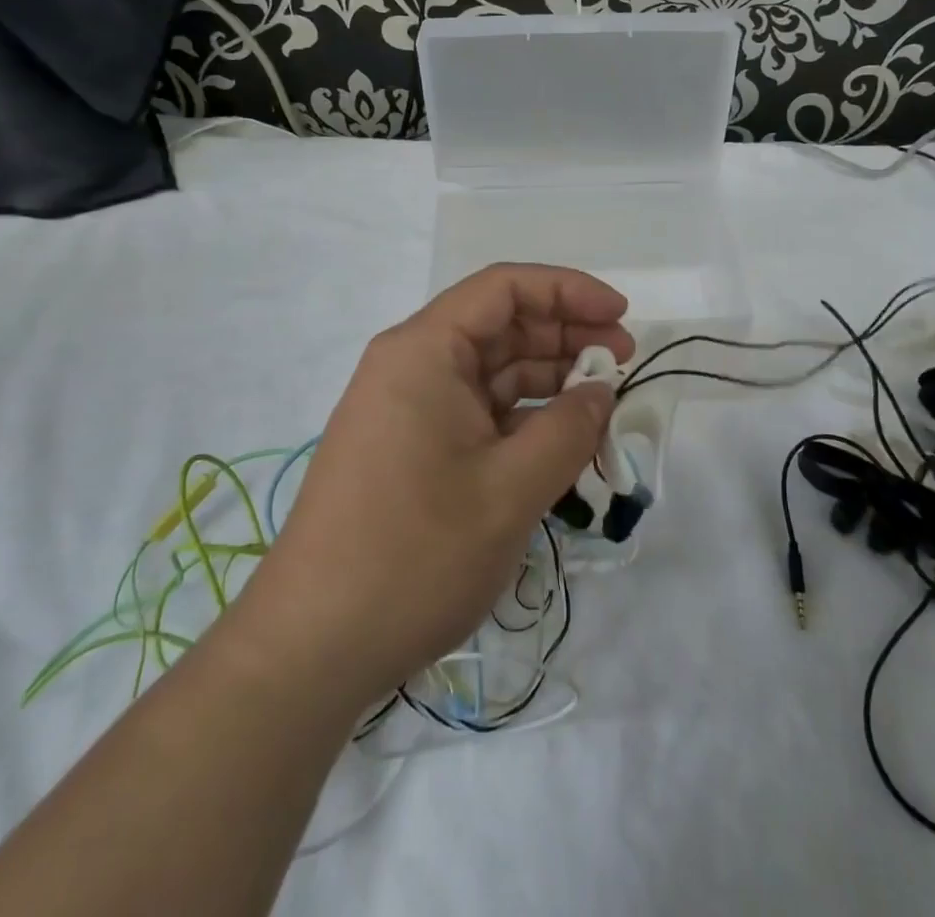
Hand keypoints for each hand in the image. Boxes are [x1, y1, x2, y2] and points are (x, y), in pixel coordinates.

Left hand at [233, 264, 632, 713]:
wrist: (311, 648)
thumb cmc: (414, 555)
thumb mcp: (510, 490)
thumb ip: (569, 429)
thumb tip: (601, 392)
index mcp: (424, 350)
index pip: (505, 287)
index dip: (569, 291)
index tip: (622, 318)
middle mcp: (411, 365)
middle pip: (500, 325)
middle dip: (565, 337)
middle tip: (623, 365)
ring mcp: (407, 408)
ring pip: (491, 372)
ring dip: (549, 381)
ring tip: (602, 406)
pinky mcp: (409, 448)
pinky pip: (476, 412)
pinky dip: (522, 419)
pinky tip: (560, 442)